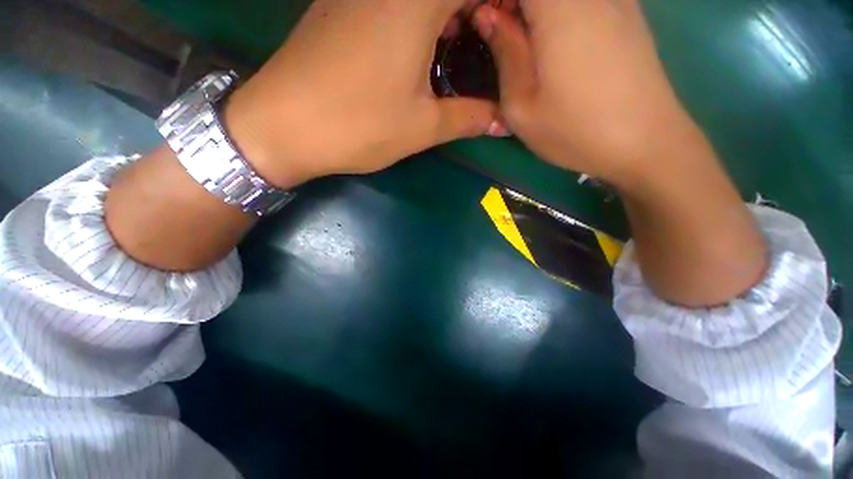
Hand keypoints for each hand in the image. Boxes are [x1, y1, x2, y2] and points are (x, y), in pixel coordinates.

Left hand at [226, 0, 503, 189]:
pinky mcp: (338, 4)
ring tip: (454, 44)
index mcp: (416, 3)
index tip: (506, 33)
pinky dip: (415, 13)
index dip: (499, 6)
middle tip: (485, 39)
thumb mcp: (422, 127)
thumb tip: (502, 122)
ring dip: (445, 11)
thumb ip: (468, 118)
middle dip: (474, 8)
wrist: (284, 125)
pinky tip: (415, 44)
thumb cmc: (359, 126)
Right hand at [472, 0, 703, 187]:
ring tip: (525, 44)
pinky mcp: (628, 11)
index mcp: (558, 7)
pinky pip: (583, 2)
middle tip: (501, 37)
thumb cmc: (573, 130)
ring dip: (533, 12)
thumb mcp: (521, 105)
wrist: (644, 142)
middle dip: (511, 6)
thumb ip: (504, 53)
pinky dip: (558, 13)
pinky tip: (555, 42)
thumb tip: (487, 16)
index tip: (482, 24)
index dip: (492, 1)